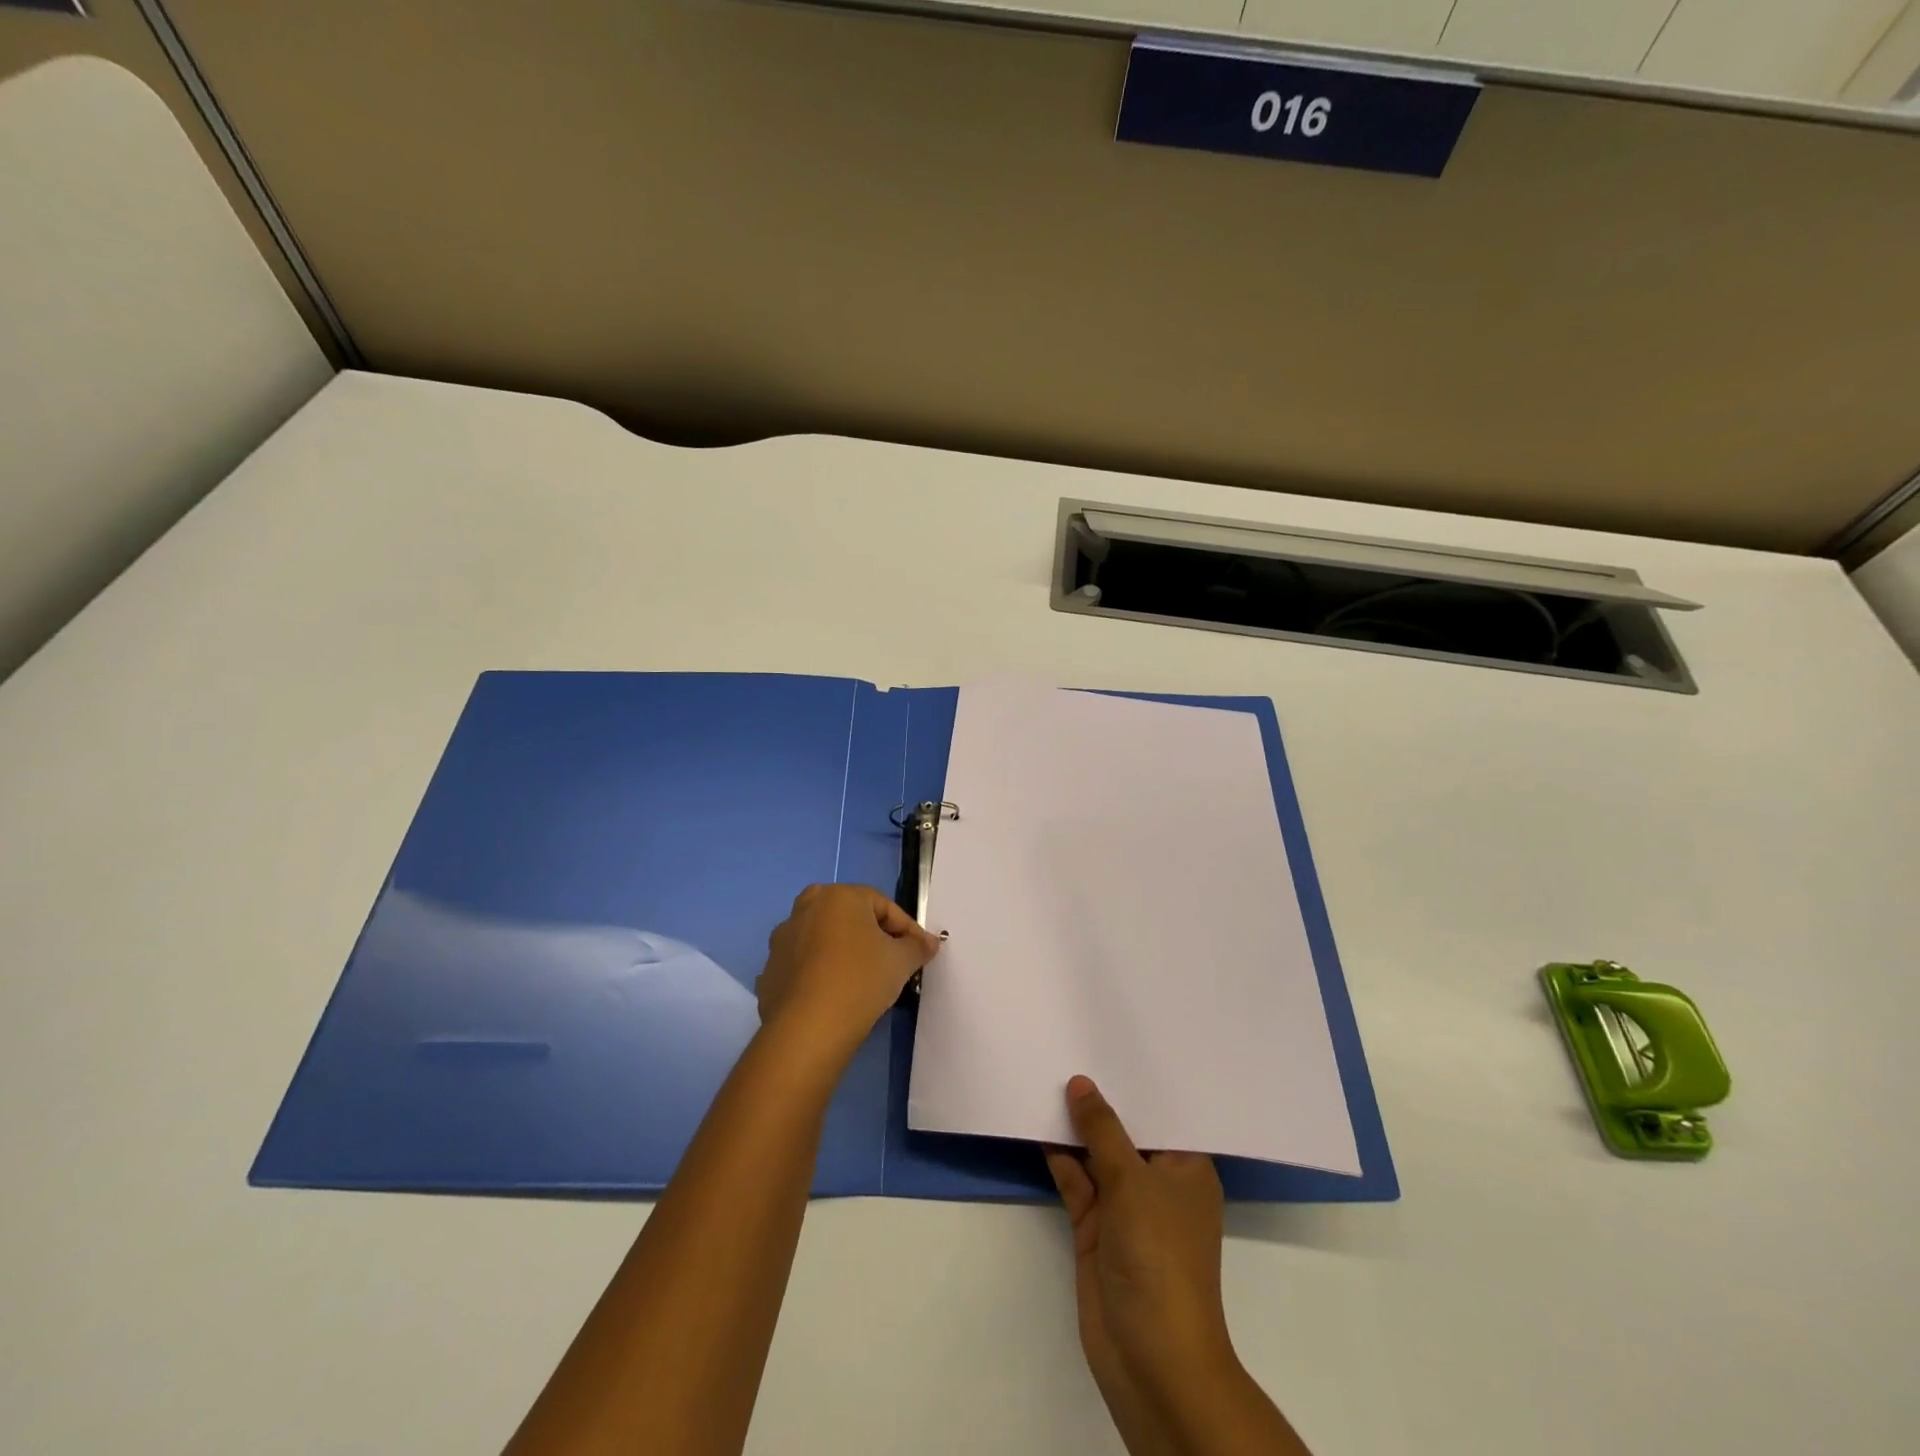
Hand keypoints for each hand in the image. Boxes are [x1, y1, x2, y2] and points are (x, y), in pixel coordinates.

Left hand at [756, 884, 940, 1057]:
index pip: (883, 905)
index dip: (906, 928)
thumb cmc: (860, 980)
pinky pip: (804, 966)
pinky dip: (820, 975)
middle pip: (849, 917)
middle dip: (871, 936)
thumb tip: (929, 942)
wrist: (807, 1029)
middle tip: (889, 961)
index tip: (919, 952)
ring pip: (823, 940)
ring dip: (843, 953)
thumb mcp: (900, 961)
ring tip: (862, 982)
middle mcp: (806, 908)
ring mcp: (782, 939)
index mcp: (838, 896)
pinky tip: (834, 998)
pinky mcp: (769, 971)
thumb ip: (917, 946)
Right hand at [1046, 1076, 1233, 1449]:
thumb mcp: (1132, 1181)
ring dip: (1074, 1126)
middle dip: (1100, 1099)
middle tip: (1070, 1045)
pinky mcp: (1096, 1227)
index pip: (1163, 1112)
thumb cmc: (1160, 1256)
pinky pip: (1076, 1180)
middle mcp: (1158, 1182)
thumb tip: (1079, 1083)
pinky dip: (1059, 1157)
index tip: (1109, 1039)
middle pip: (1126, 1131)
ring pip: (1097, 1154)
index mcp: (1186, 1168)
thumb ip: (1102, 1130)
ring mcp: (1125, 1207)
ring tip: (1045, 1074)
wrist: (1150, 1358)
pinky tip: (1036, 1124)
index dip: (1137, 1080)